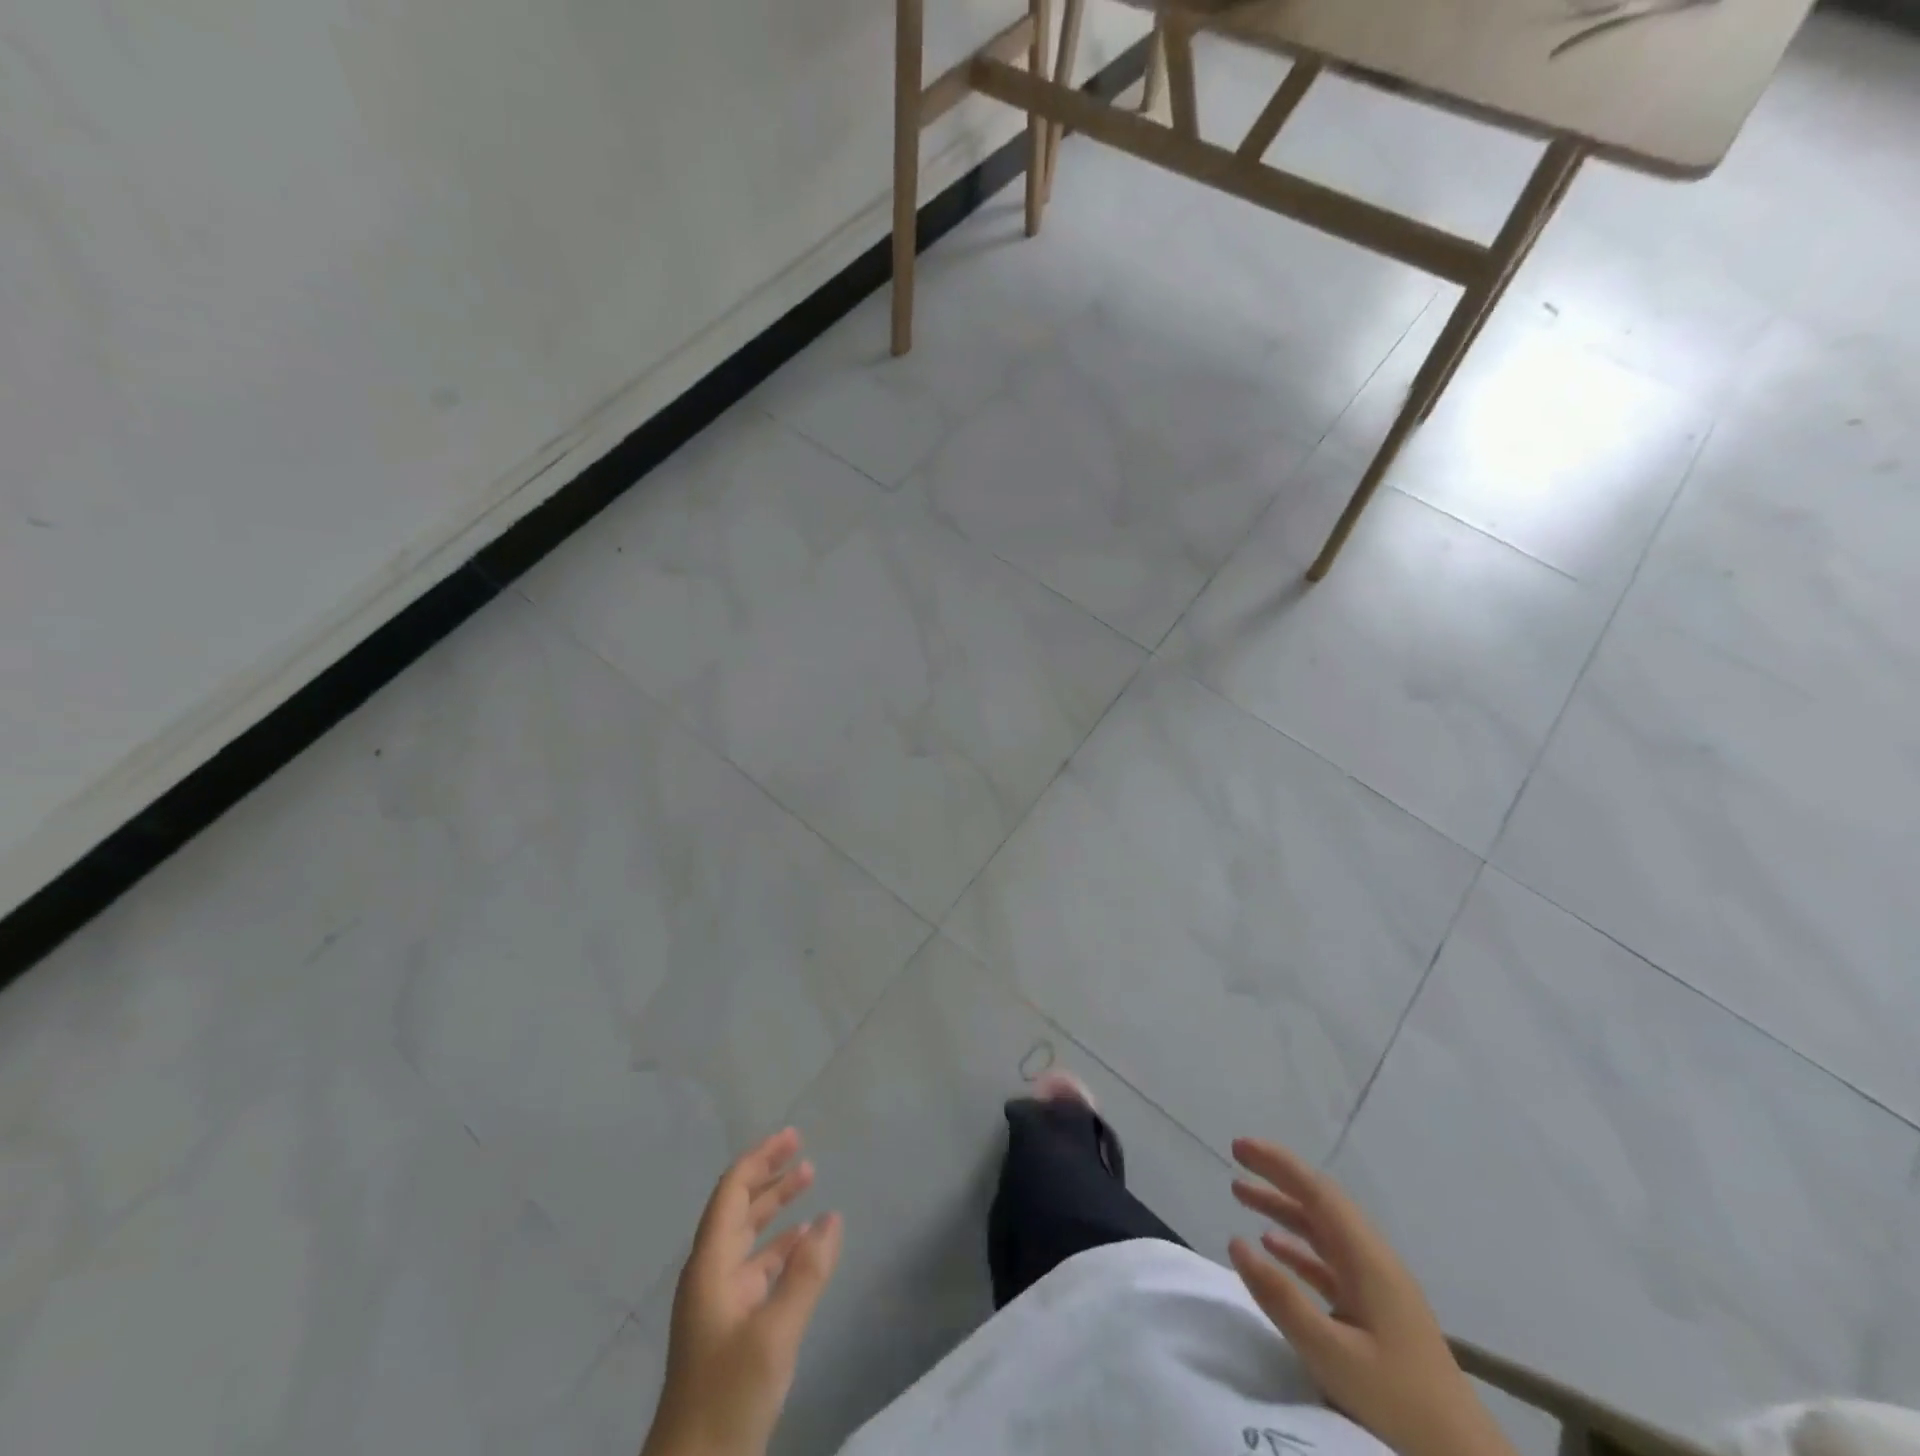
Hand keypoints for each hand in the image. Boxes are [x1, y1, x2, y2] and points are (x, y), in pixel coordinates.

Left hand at [643, 1129, 843, 1455]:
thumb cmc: (727, 1397)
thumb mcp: (774, 1334)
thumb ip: (806, 1273)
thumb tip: (833, 1217)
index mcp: (710, 1266)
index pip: (732, 1193)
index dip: (760, 1160)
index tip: (792, 1137)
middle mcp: (710, 1274)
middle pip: (738, 1208)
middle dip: (769, 1175)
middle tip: (803, 1149)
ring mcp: (718, 1302)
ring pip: (748, 1237)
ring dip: (776, 1207)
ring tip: (810, 1180)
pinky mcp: (729, 1328)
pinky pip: (756, 1268)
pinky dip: (780, 1247)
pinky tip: (804, 1243)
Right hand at [1227, 1138, 1514, 1455]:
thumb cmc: (1398, 1402)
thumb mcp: (1332, 1354)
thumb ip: (1282, 1298)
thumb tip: (1235, 1242)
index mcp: (1367, 1259)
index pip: (1317, 1192)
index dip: (1277, 1164)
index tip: (1239, 1147)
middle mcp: (1372, 1260)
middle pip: (1320, 1202)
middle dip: (1277, 1176)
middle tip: (1236, 1157)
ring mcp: (1376, 1285)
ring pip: (1322, 1229)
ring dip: (1283, 1208)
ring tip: (1240, 1194)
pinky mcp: (1375, 1311)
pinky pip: (1328, 1261)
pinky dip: (1296, 1246)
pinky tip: (1272, 1246)